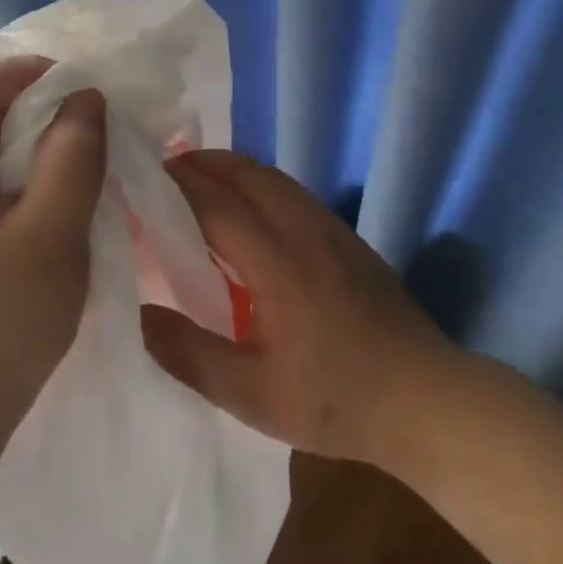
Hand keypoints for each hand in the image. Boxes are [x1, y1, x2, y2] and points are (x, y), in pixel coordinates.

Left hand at [0, 58, 106, 488]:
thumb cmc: (3, 327)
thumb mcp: (51, 238)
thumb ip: (72, 157)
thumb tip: (87, 96)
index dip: (26, 75)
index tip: (85, 88)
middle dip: (34, 104)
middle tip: (91, 119)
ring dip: (34, 135)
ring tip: (82, 148)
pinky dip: (26, 164)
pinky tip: (59, 181)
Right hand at [140, 149, 451, 465]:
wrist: (424, 398)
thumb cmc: (334, 399)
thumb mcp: (251, 394)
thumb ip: (189, 353)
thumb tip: (138, 314)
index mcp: (277, 261)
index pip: (215, 204)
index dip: (175, 186)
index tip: (141, 178)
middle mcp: (304, 230)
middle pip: (247, 174)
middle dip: (202, 164)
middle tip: (163, 172)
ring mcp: (332, 230)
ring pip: (274, 178)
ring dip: (233, 169)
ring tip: (199, 180)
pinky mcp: (349, 239)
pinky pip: (294, 192)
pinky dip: (260, 184)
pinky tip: (251, 210)